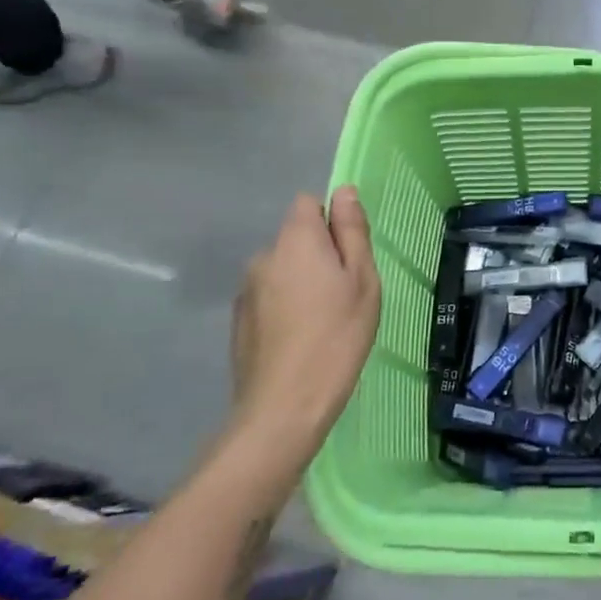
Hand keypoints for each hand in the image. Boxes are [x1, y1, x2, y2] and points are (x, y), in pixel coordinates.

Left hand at [228, 187, 381, 464]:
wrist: (284, 407)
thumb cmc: (337, 336)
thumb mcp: (362, 280)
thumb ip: (351, 232)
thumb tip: (344, 192)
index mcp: (295, 240)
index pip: (308, 204)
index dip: (331, 222)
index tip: (349, 256)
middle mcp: (264, 256)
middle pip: (296, 240)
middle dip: (318, 257)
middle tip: (344, 295)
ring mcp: (246, 290)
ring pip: (283, 271)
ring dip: (301, 284)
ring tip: (323, 324)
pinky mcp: (238, 322)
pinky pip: (269, 299)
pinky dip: (284, 309)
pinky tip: (299, 342)